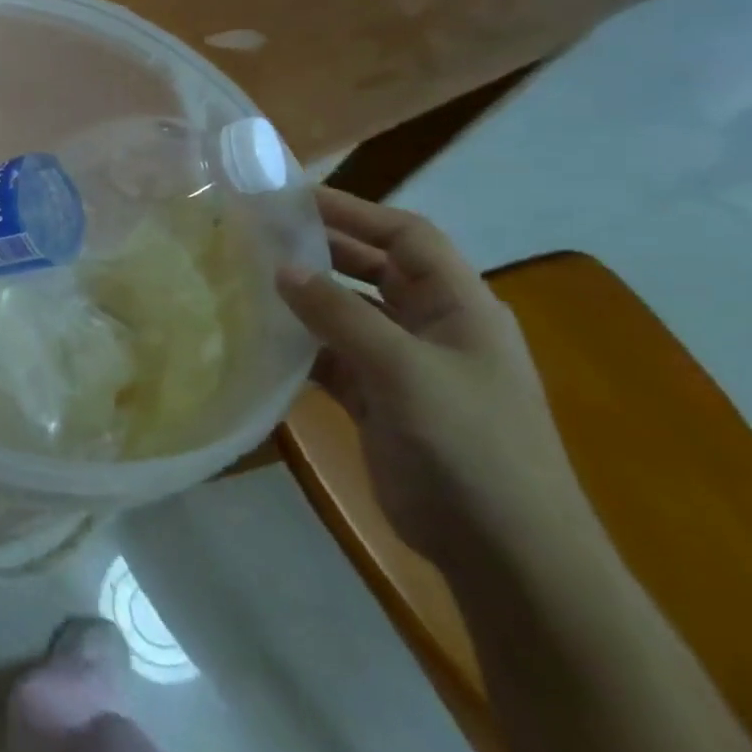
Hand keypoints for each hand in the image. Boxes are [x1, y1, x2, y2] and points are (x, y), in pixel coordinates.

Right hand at [276, 188, 590, 569]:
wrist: (504, 553)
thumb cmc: (470, 447)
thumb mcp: (405, 371)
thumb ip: (340, 315)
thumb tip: (282, 268)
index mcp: (460, 307)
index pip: (407, 236)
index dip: (355, 211)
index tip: (293, 198)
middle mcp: (433, 327)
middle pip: (374, 269)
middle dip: (323, 249)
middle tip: (259, 234)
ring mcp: (406, 366)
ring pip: (348, 313)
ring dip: (306, 297)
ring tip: (248, 277)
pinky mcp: (380, 401)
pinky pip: (333, 357)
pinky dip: (301, 345)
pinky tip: (262, 337)